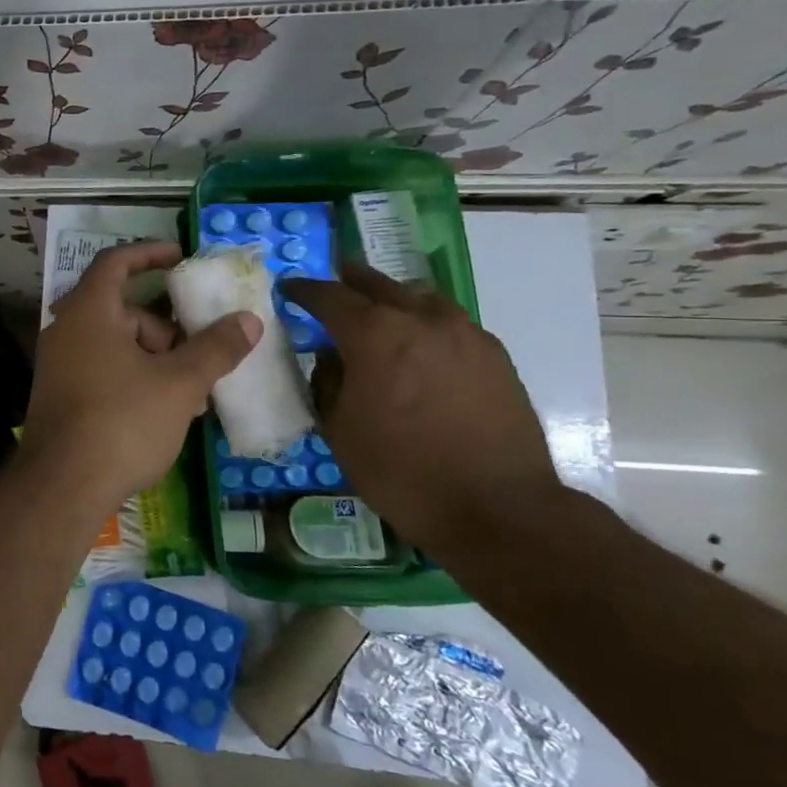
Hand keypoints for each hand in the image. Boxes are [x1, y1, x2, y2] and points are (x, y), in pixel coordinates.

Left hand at [22, 242, 258, 515]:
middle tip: (199, 353)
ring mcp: (59, 365)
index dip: (150, 253)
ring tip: (191, 394)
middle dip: (166, 328)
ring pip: (116, 345)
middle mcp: (66, 330)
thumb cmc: (122, 421)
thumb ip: (215, 348)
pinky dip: (134, 378)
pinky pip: (103, 370)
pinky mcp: (60, 395)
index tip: (182, 258)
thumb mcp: (179, 384)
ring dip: (155, 359)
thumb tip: (248, 319)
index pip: (116, 262)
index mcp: (88, 311)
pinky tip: (163, 412)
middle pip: (122, 310)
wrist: (62, 486)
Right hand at [282, 263, 561, 543]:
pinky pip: (451, 323)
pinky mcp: (494, 356)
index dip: (304, 290)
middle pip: (378, 284)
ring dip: (394, 297)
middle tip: (334, 278)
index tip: (289, 288)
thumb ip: (329, 383)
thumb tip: (332, 359)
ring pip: (420, 298)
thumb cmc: (401, 471)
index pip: (329, 296)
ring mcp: (464, 334)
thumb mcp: (340, 430)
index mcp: (374, 334)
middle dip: (351, 280)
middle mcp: (421, 320)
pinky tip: (421, 344)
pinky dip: (426, 322)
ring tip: (380, 309)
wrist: (497, 508)